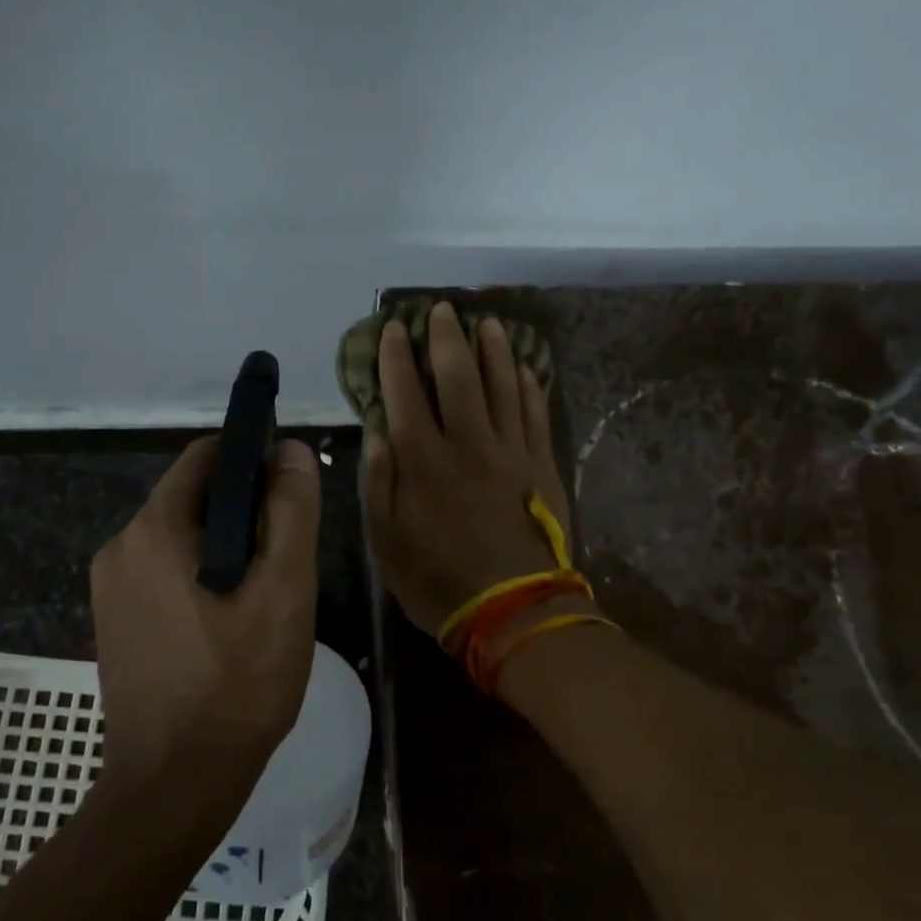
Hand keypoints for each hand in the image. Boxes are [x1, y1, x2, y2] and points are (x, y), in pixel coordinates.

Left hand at [91, 436, 321, 797]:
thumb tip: (289, 449)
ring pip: (184, 536)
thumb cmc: (238, 685)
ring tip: (266, 594)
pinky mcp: (115, 619)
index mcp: (154, 530)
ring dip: (228, 546)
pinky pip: (166, 570)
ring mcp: (111, 586)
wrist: (173, 787)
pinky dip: (203, 574)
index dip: (254, 457)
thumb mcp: (283, 592)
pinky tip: (232, 620)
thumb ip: (290, 512)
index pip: (207, 456)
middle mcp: (120, 546)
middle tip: (287, 557)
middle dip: (246, 511)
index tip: (292, 488)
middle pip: (195, 497)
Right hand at [362, 301, 573, 637]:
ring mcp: (511, 451)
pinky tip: (525, 367)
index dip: (395, 358)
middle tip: (442, 309)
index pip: (404, 394)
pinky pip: (535, 414)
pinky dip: (529, 385)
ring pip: (502, 385)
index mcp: (423, 462)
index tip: (392, 329)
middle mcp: (467, 444)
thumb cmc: (440, 581)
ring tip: (487, 323)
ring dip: (493, 350)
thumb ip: (379, 485)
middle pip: (457, 377)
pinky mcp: (542, 465)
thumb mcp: (387, 543)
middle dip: (446, 338)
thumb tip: (378, 433)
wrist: (515, 610)